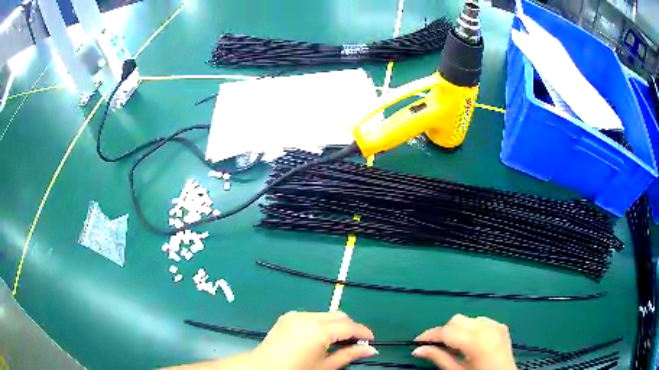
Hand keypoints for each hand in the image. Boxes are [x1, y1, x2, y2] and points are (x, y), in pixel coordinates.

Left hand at [251, 311, 377, 369]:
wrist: (262, 368)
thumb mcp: (325, 366)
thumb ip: (349, 355)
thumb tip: (371, 350)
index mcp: (318, 329)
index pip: (349, 326)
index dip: (363, 332)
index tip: (371, 341)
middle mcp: (308, 316)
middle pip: (339, 315)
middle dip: (350, 327)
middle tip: (356, 343)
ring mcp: (296, 314)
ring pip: (326, 314)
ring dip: (336, 325)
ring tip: (338, 342)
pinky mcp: (287, 316)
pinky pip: (312, 315)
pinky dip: (322, 323)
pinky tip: (320, 338)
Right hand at [412, 314, 516, 369]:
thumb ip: (438, 358)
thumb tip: (417, 350)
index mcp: (476, 342)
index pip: (447, 331)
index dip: (430, 335)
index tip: (417, 342)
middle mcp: (487, 328)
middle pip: (456, 320)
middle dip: (444, 331)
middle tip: (436, 346)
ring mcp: (496, 325)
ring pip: (467, 319)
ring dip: (457, 329)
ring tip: (454, 345)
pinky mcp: (500, 325)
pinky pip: (480, 320)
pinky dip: (470, 328)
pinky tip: (470, 341)